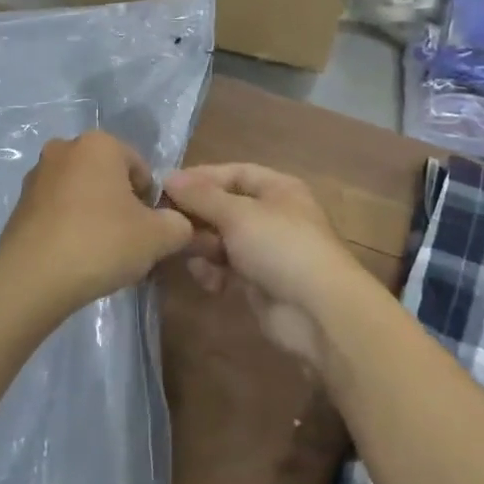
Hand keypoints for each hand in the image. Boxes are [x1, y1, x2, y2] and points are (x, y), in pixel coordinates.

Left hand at [0, 132, 193, 316]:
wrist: (33, 278)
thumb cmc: (102, 243)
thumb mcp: (159, 237)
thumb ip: (179, 224)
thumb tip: (179, 224)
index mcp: (99, 143)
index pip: (140, 168)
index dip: (150, 201)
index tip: (148, 230)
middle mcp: (64, 148)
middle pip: (108, 177)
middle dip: (120, 204)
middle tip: (127, 241)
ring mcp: (36, 175)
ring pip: (81, 193)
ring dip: (94, 214)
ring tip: (100, 252)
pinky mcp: (19, 204)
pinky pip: (57, 210)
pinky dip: (69, 226)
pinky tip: (74, 256)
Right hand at [161, 164, 364, 371]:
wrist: (318, 311)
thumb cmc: (280, 246)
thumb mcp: (238, 213)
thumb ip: (201, 196)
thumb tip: (168, 177)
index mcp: (277, 189)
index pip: (233, 173)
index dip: (201, 177)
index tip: (165, 187)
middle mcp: (273, 215)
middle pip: (225, 207)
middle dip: (198, 216)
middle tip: (167, 224)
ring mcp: (266, 250)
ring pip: (222, 240)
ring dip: (202, 246)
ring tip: (188, 253)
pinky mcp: (259, 282)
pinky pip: (227, 269)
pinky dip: (214, 272)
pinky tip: (209, 281)